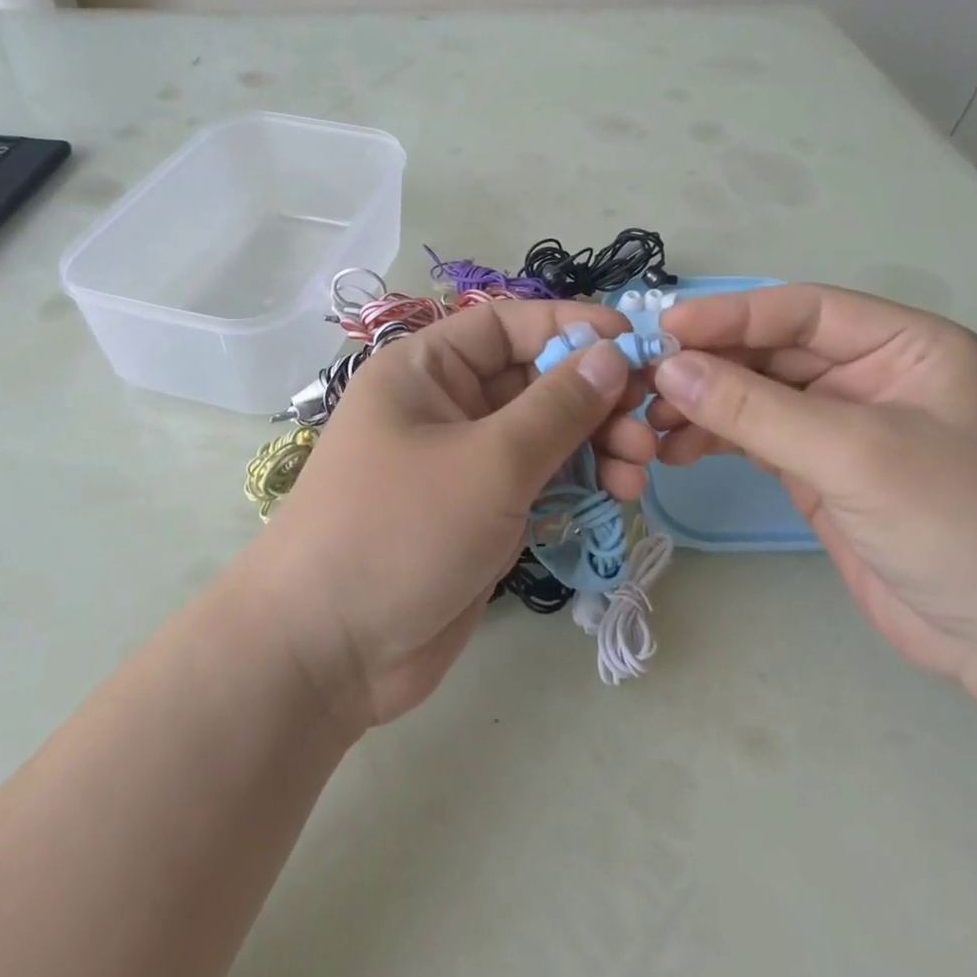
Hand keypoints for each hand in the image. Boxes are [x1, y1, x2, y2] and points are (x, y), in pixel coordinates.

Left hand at [238, 300, 661, 727]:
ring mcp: (464, 462)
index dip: (573, 327)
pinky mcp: (480, 512)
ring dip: (598, 442)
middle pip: (535, 379)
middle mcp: (445, 406)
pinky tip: (620, 494)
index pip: (509, 325)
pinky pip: (540, 479)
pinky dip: (580, 482)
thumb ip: (557, 407)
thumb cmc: (400, 531)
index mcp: (427, 369)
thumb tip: (613, 354)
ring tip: (641, 466)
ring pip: (545, 433)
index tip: (638, 346)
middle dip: (596, 396)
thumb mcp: (488, 462)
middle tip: (649, 423)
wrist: (328, 652)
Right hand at [648, 285, 976, 694]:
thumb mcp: (854, 455)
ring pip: (755, 395)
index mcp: (903, 345)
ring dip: (704, 404)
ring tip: (652, 424)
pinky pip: (754, 437)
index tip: (664, 331)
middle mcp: (870, 374)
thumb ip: (755, 409)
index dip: (731, 315)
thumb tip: (668, 369)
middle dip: (709, 365)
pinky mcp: (819, 470)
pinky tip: (676, 451)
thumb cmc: (959, 525)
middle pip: (772, 352)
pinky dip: (714, 440)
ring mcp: (842, 425)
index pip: (803, 310)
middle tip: (644, 383)